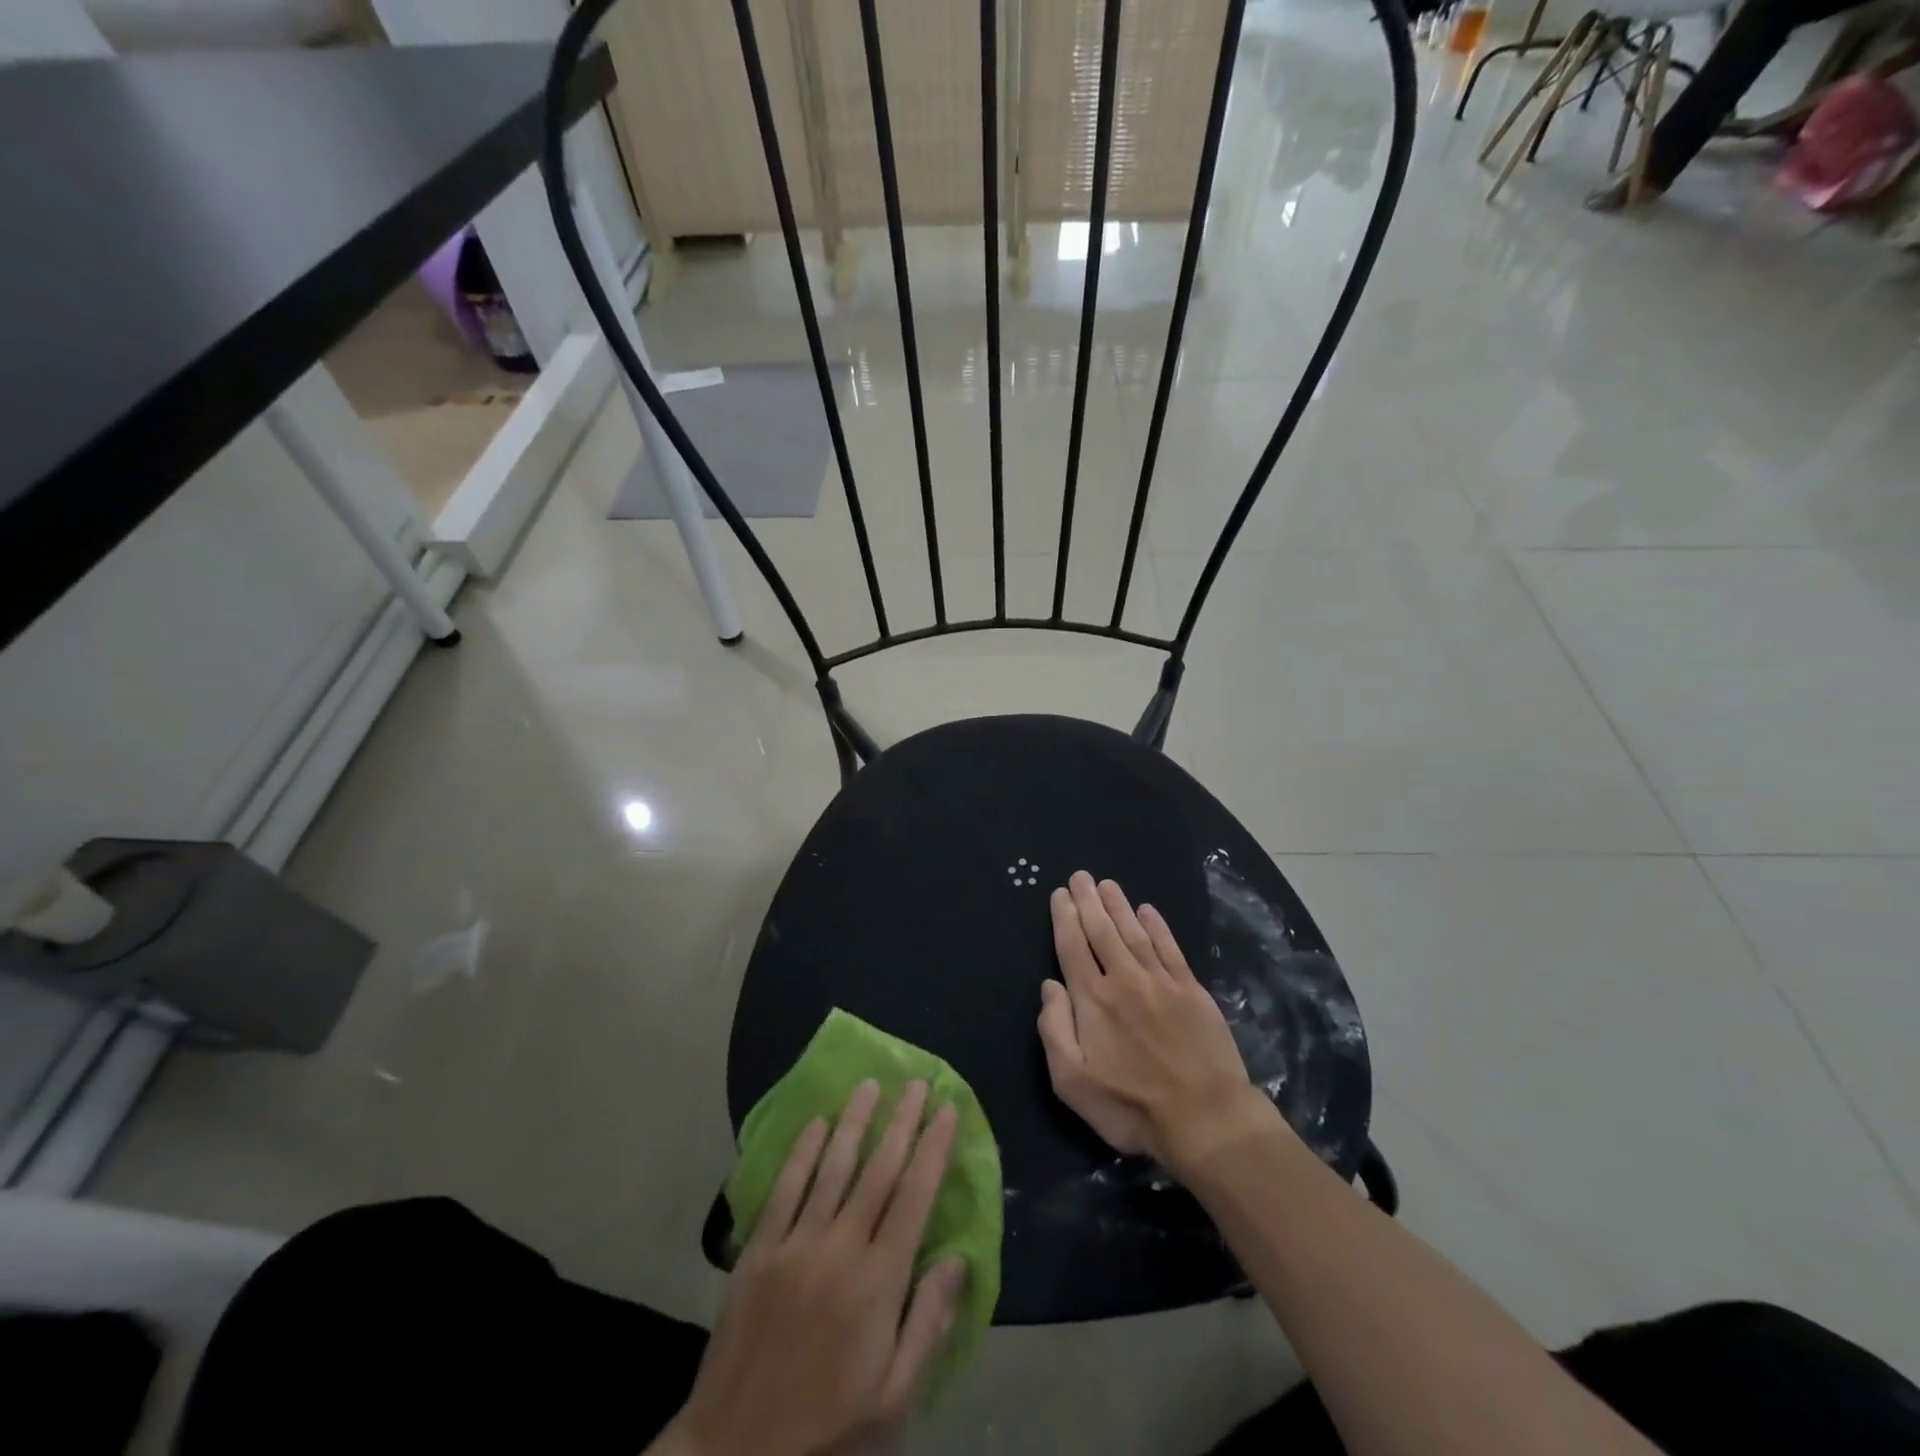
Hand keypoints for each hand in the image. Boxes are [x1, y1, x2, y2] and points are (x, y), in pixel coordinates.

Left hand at [665, 1081, 965, 1455]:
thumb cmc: (827, 1430)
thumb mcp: (894, 1399)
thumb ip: (928, 1324)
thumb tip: (957, 1259)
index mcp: (878, 1283)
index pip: (915, 1197)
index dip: (934, 1149)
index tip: (947, 1110)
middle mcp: (840, 1248)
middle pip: (878, 1170)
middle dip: (902, 1122)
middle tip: (916, 1083)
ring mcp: (795, 1244)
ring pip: (832, 1167)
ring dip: (854, 1122)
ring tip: (870, 1086)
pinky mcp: (758, 1250)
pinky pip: (785, 1188)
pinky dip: (802, 1151)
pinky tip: (816, 1122)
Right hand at [1037, 871, 1280, 1177]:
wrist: (1205, 1118)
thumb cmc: (1130, 1107)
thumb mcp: (1072, 1082)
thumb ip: (1054, 1029)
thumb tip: (1049, 986)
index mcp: (1092, 1000)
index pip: (1072, 947)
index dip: (1065, 918)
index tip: (1060, 894)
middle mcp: (1124, 979)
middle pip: (1102, 931)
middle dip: (1088, 901)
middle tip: (1080, 876)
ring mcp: (1161, 981)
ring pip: (1134, 933)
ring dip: (1119, 906)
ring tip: (1107, 884)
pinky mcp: (1192, 990)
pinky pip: (1170, 948)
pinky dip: (1157, 927)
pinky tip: (1148, 911)